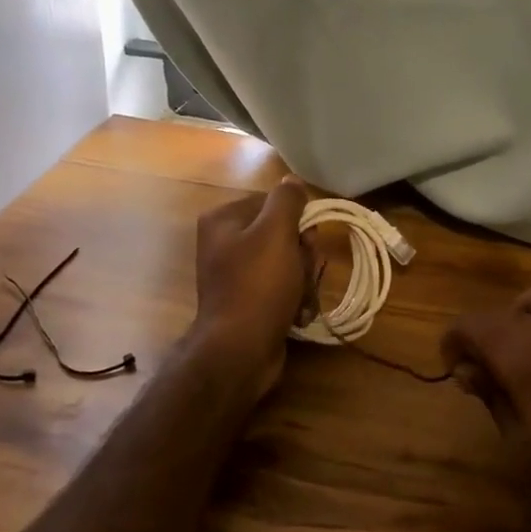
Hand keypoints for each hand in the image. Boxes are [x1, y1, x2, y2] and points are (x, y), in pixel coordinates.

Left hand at [193, 177, 312, 396]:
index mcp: (223, 220)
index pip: (272, 202)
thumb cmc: (258, 285)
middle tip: (305, 270)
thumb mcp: (276, 232)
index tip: (307, 239)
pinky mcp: (249, 302)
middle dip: (302, 253)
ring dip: (304, 278)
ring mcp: (236, 275)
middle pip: (281, 233)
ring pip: (287, 262)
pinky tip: (299, 312)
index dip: (297, 219)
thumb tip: (292, 181)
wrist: (240, 350)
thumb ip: (287, 200)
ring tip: (302, 297)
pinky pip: (281, 288)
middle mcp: (225, 243)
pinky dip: (294, 298)